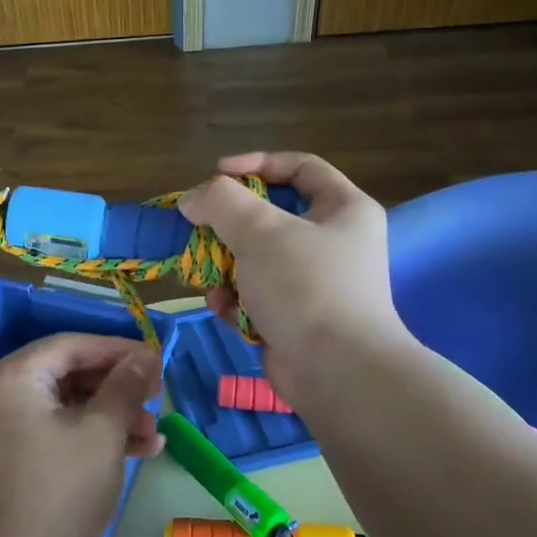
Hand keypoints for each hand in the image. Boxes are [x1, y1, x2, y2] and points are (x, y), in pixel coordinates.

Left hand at [0, 334, 163, 536]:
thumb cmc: (59, 490)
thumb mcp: (102, 433)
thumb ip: (125, 386)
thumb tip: (144, 356)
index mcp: (13, 376)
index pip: (72, 345)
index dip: (119, 350)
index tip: (158, 361)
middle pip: (68, 372)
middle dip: (117, 387)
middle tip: (157, 398)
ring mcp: (1, 424)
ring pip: (65, 403)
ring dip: (110, 414)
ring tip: (153, 434)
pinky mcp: (10, 453)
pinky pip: (54, 428)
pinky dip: (89, 435)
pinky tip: (135, 451)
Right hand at [177, 152, 409, 405]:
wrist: (336, 372)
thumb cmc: (305, 287)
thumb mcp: (260, 230)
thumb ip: (221, 202)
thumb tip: (192, 198)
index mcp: (343, 210)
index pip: (300, 168)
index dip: (257, 164)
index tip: (217, 173)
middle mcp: (333, 243)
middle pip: (270, 218)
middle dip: (229, 227)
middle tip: (199, 231)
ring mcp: (314, 284)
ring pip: (255, 260)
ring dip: (225, 268)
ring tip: (210, 280)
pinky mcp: (295, 319)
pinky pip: (256, 297)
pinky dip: (236, 301)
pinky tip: (225, 310)